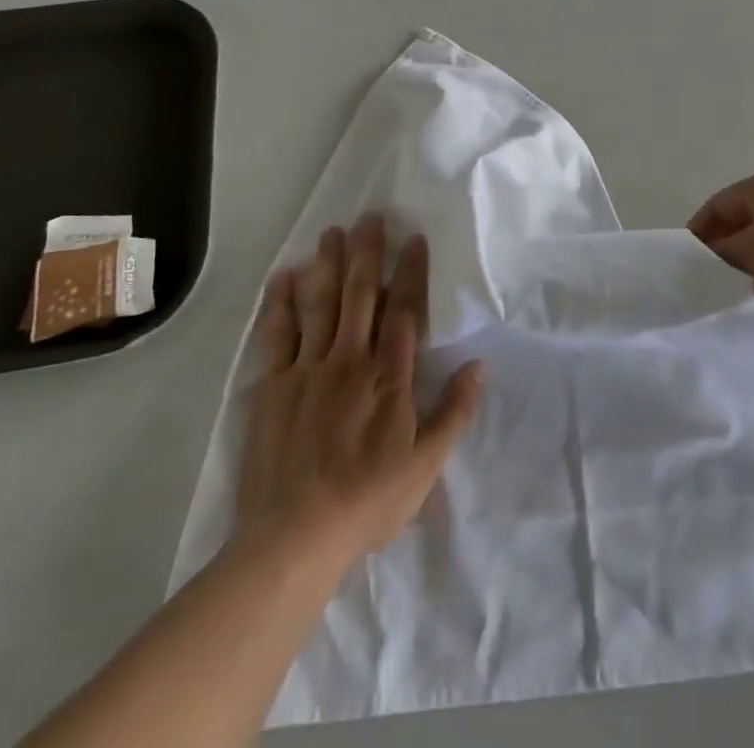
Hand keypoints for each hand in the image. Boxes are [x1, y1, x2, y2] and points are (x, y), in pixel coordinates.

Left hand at [235, 214, 483, 570]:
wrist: (295, 537)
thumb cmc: (369, 501)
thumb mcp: (426, 466)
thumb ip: (454, 412)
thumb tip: (479, 366)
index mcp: (390, 376)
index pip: (405, 311)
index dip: (411, 272)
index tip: (413, 238)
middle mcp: (351, 360)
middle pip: (362, 295)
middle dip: (368, 253)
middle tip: (371, 216)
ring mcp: (309, 369)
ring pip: (322, 304)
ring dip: (329, 265)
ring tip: (333, 232)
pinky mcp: (274, 386)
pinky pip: (278, 334)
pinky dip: (281, 303)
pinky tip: (285, 276)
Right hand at [688, 170, 753, 339]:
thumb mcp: (751, 251)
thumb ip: (720, 252)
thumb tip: (705, 257)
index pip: (718, 204)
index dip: (699, 231)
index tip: (686, 262)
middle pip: (741, 223)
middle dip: (724, 251)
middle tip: (708, 281)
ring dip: (750, 267)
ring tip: (735, 294)